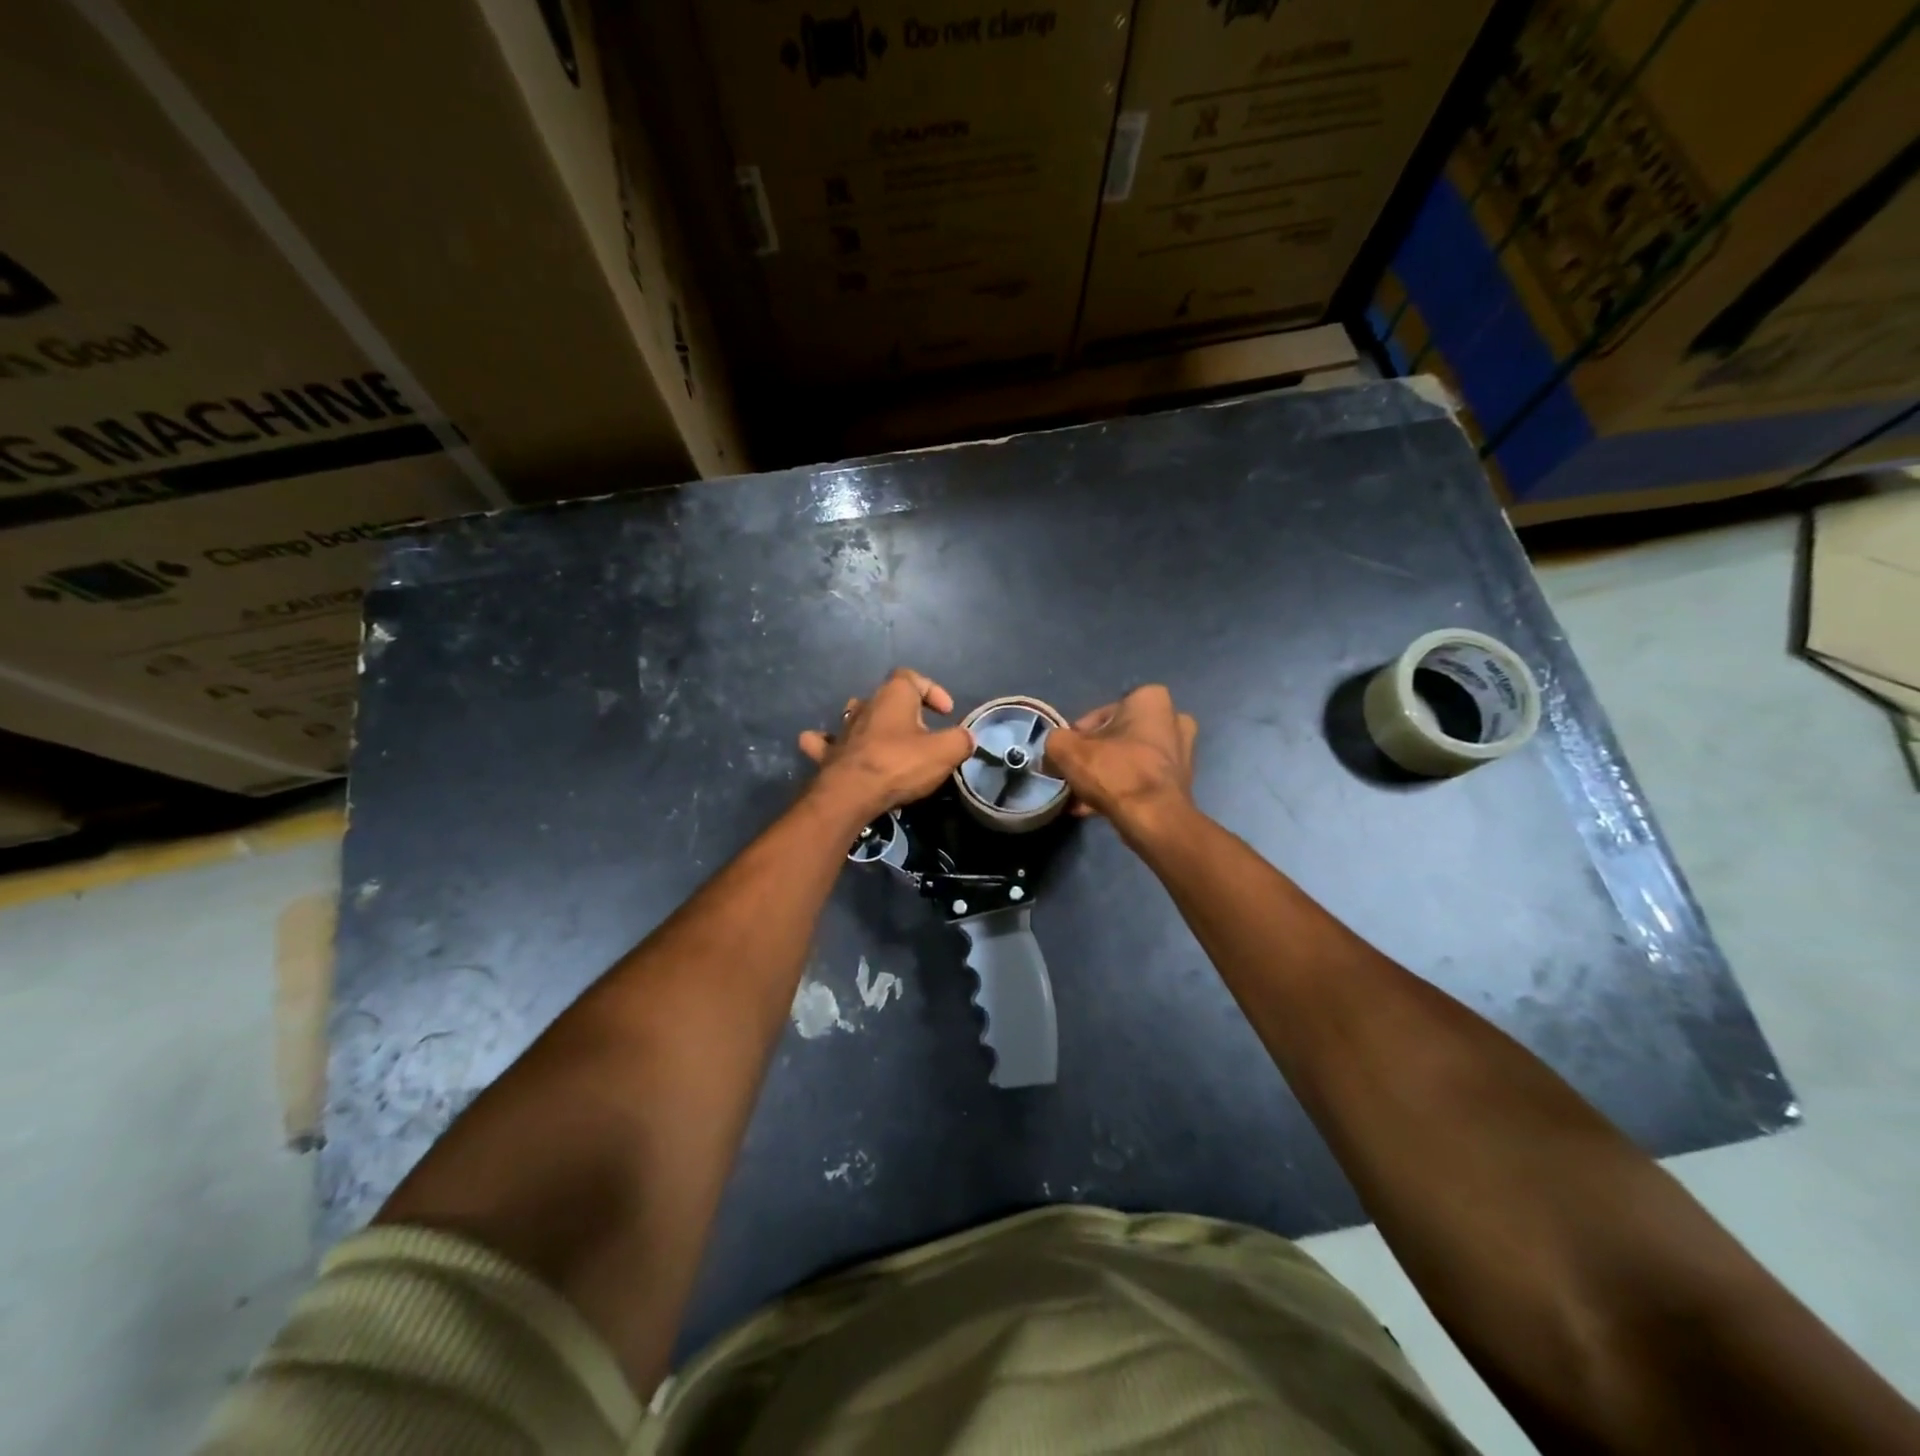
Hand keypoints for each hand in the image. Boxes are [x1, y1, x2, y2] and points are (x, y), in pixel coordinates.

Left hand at [799, 668, 973, 820]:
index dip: (932, 691)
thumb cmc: (900, 764)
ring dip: (872, 723)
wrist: (851, 793)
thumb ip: (960, 740)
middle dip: (906, 711)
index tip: (946, 712)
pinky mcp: (828, 753)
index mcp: (893, 694)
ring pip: (857, 714)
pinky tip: (834, 748)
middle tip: (923, 734)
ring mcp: (843, 728)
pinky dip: (831, 743)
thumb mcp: (945, 752)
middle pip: (886, 697)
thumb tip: (965, 738)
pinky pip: (827, 742)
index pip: (913, 677)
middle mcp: (865, 704)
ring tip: (888, 741)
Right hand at [1044, 685, 1196, 829]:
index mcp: (1150, 699)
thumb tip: (1054, 749)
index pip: (1101, 715)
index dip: (1077, 736)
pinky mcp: (1181, 782)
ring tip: (1081, 796)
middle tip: (1074, 774)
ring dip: (1106, 775)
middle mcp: (1174, 719)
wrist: (1154, 819)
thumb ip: (1055, 741)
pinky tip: (1095, 808)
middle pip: (1118, 737)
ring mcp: (1182, 752)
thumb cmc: (1115, 772)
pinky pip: (1141, 779)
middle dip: (1095, 756)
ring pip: (1130, 760)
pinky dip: (1121, 789)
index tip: (1065, 756)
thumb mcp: (1067, 750)